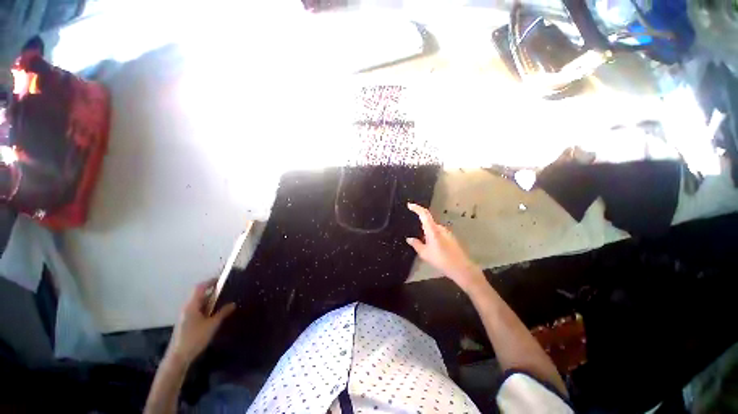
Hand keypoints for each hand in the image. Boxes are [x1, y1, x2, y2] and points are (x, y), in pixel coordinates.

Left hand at [168, 278, 235, 364]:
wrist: (178, 357)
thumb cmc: (195, 338)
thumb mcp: (212, 325)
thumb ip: (223, 313)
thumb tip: (233, 303)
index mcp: (191, 305)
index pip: (200, 288)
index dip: (210, 282)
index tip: (222, 280)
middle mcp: (187, 308)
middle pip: (199, 294)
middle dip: (212, 292)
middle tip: (226, 292)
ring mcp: (185, 315)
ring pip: (199, 303)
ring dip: (210, 301)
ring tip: (222, 303)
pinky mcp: (186, 322)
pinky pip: (197, 310)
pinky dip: (206, 309)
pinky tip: (213, 315)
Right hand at [406, 203, 484, 291]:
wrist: (461, 268)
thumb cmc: (441, 259)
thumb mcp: (425, 253)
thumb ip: (416, 244)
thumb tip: (409, 239)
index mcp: (433, 229)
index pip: (424, 214)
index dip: (416, 208)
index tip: (410, 205)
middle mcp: (440, 228)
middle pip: (428, 221)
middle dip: (421, 224)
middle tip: (414, 233)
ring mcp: (447, 232)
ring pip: (433, 228)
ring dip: (427, 233)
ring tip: (424, 244)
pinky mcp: (451, 237)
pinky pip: (438, 233)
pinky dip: (433, 236)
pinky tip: (432, 247)